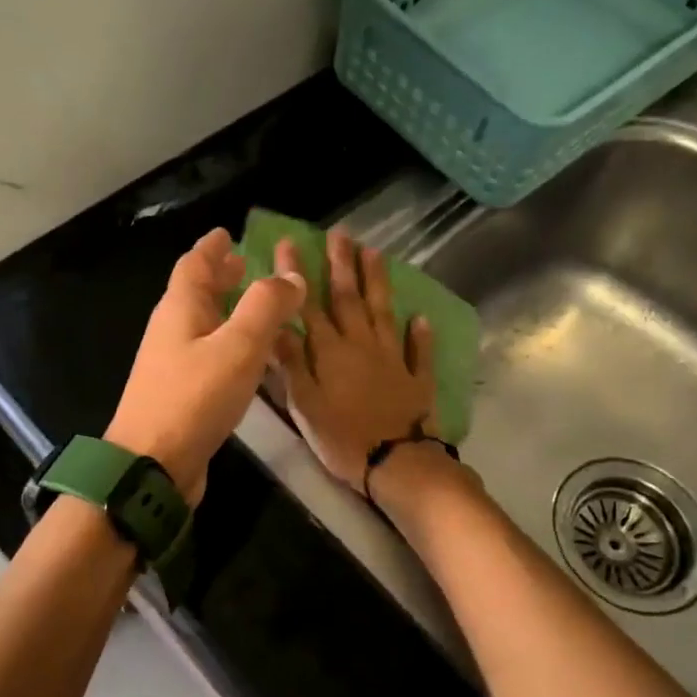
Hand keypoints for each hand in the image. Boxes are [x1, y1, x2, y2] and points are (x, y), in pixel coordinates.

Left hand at [105, 227, 305, 504]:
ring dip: (229, 311)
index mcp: (180, 309)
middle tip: (246, 265)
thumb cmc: (194, 398)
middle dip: (221, 277)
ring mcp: (174, 364)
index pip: (194, 265)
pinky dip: (232, 345)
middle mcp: (172, 331)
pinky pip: (211, 355)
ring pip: (205, 325)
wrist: (152, 465)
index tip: (228, 233)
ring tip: (260, 308)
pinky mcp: (183, 394)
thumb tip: (290, 275)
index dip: (212, 247)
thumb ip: (266, 307)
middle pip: (196, 293)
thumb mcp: (238, 346)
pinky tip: (254, 360)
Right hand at [272, 229, 437, 487]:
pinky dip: (419, 333)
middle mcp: (361, 345)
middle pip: (350, 298)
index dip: (298, 275)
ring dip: (378, 282)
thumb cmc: (341, 437)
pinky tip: (420, 317)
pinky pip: (418, 350)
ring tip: (375, 253)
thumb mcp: (304, 404)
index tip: (291, 243)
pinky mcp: (415, 378)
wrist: (395, 463)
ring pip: (383, 312)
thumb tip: (275, 325)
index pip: (310, 306)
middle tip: (340, 234)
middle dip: (342, 264)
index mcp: (330, 352)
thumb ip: (292, 363)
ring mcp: (392, 358)